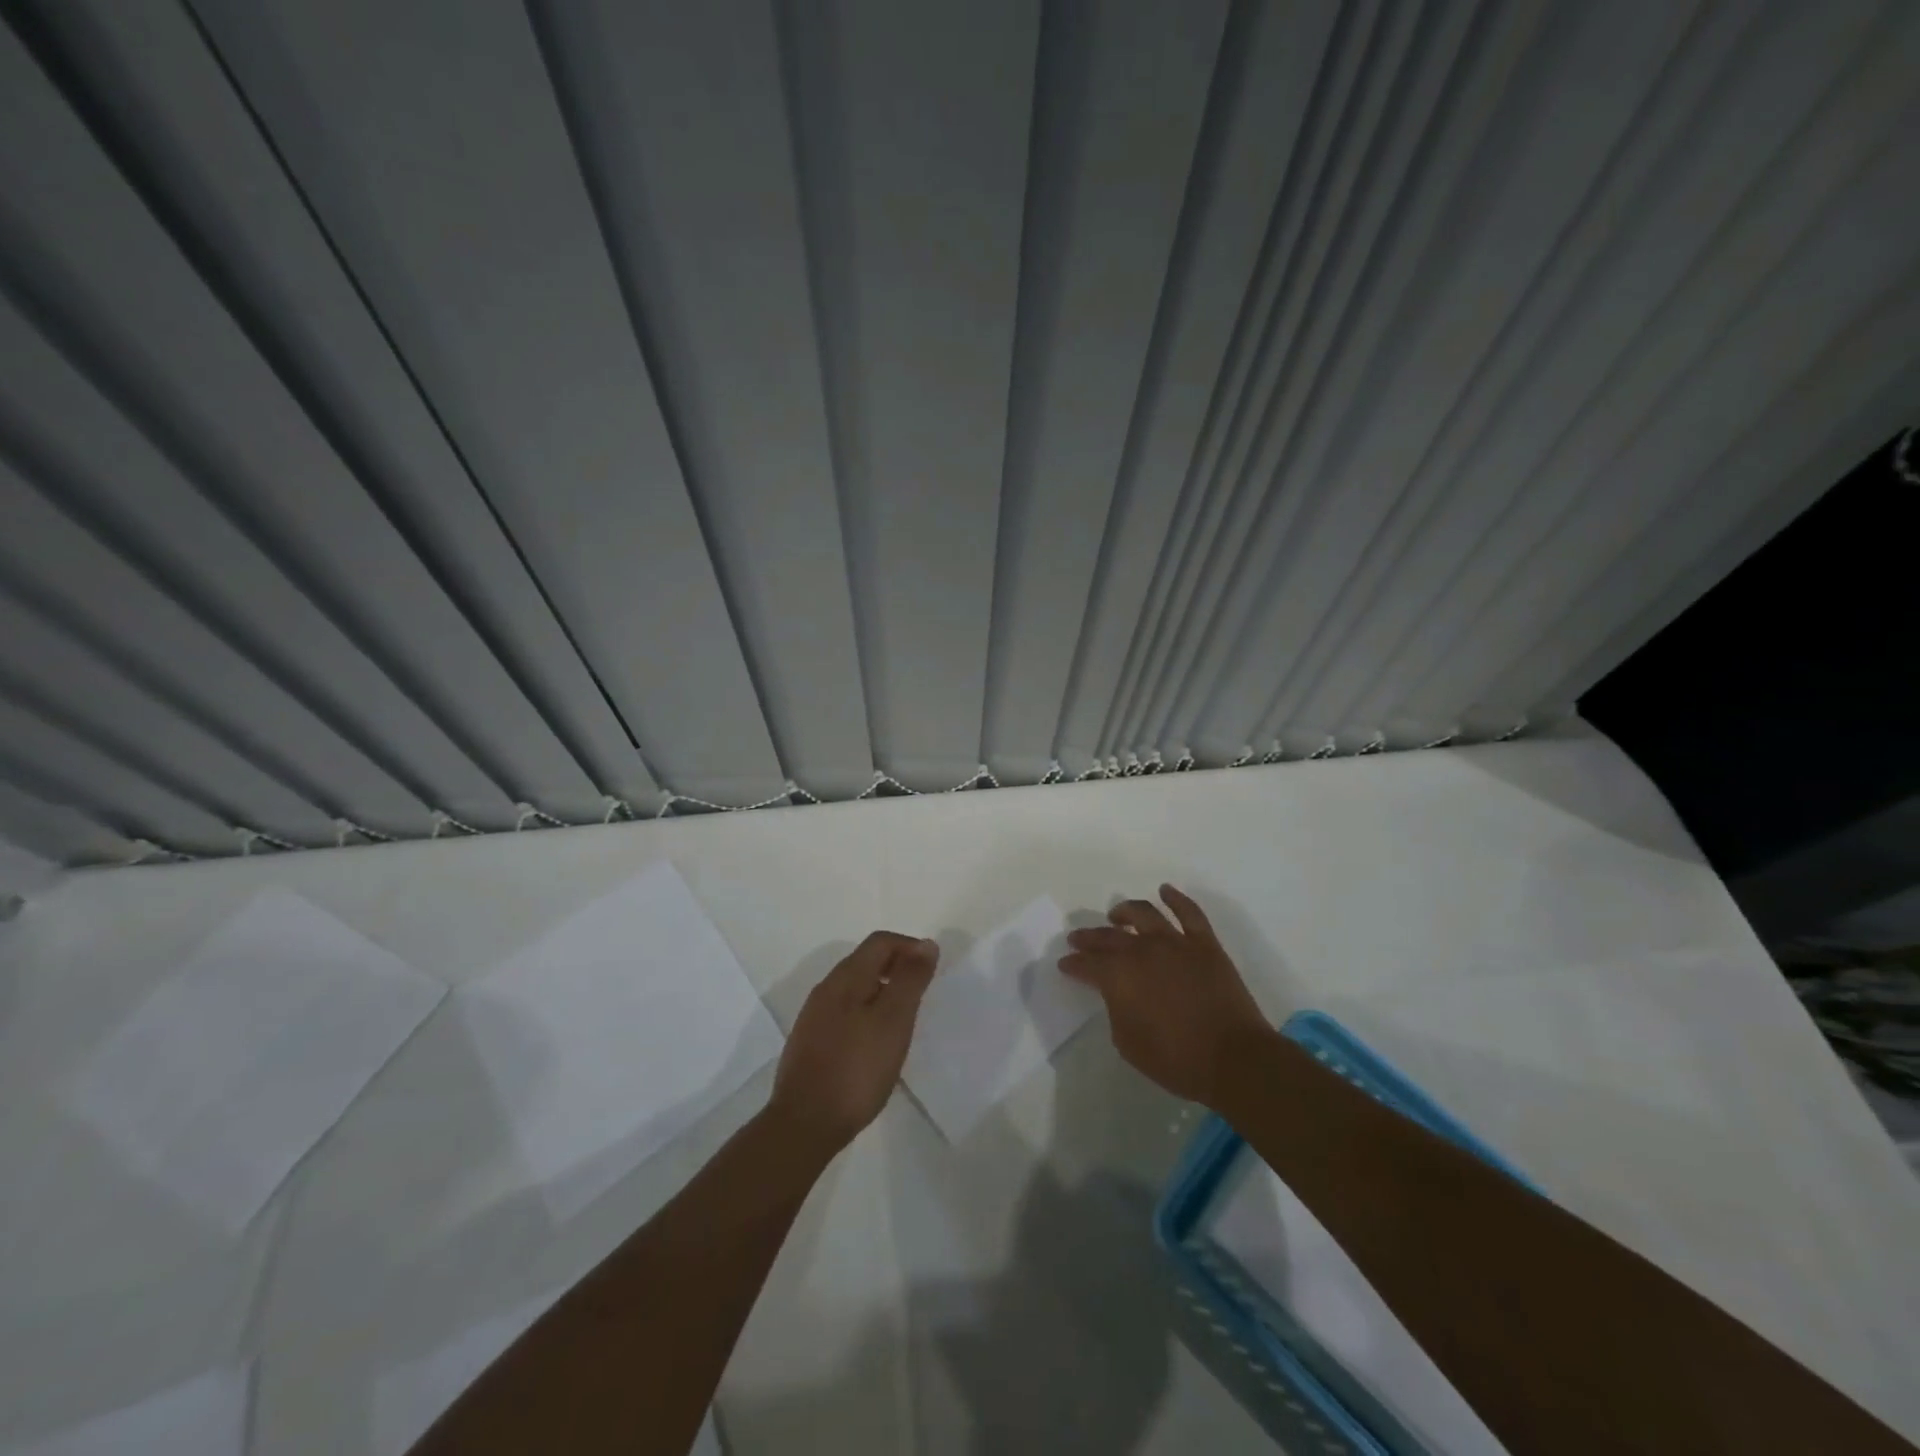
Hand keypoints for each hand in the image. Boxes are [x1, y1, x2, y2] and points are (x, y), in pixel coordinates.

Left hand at [768, 932, 938, 1152]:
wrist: (804, 1124)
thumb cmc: (856, 1069)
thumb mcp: (893, 1020)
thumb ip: (910, 980)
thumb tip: (926, 944)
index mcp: (846, 977)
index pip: (881, 941)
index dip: (910, 947)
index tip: (932, 971)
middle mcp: (826, 989)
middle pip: (866, 961)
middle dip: (898, 969)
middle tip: (922, 996)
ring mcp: (814, 1016)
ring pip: (855, 988)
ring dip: (883, 992)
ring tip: (904, 1021)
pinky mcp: (810, 1042)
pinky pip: (845, 1012)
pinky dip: (867, 1014)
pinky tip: (876, 1044)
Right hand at [1059, 885, 1274, 1107]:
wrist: (1233, 1058)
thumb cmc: (1176, 1060)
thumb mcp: (1128, 1043)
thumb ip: (1116, 1010)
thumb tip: (1119, 993)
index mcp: (1119, 976)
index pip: (1088, 964)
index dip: (1074, 964)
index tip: (1065, 964)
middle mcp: (1143, 950)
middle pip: (1109, 937)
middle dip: (1090, 937)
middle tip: (1077, 938)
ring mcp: (1175, 943)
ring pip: (1144, 914)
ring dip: (1125, 911)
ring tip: (1116, 914)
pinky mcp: (1205, 944)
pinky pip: (1189, 912)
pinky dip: (1175, 898)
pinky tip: (1165, 890)